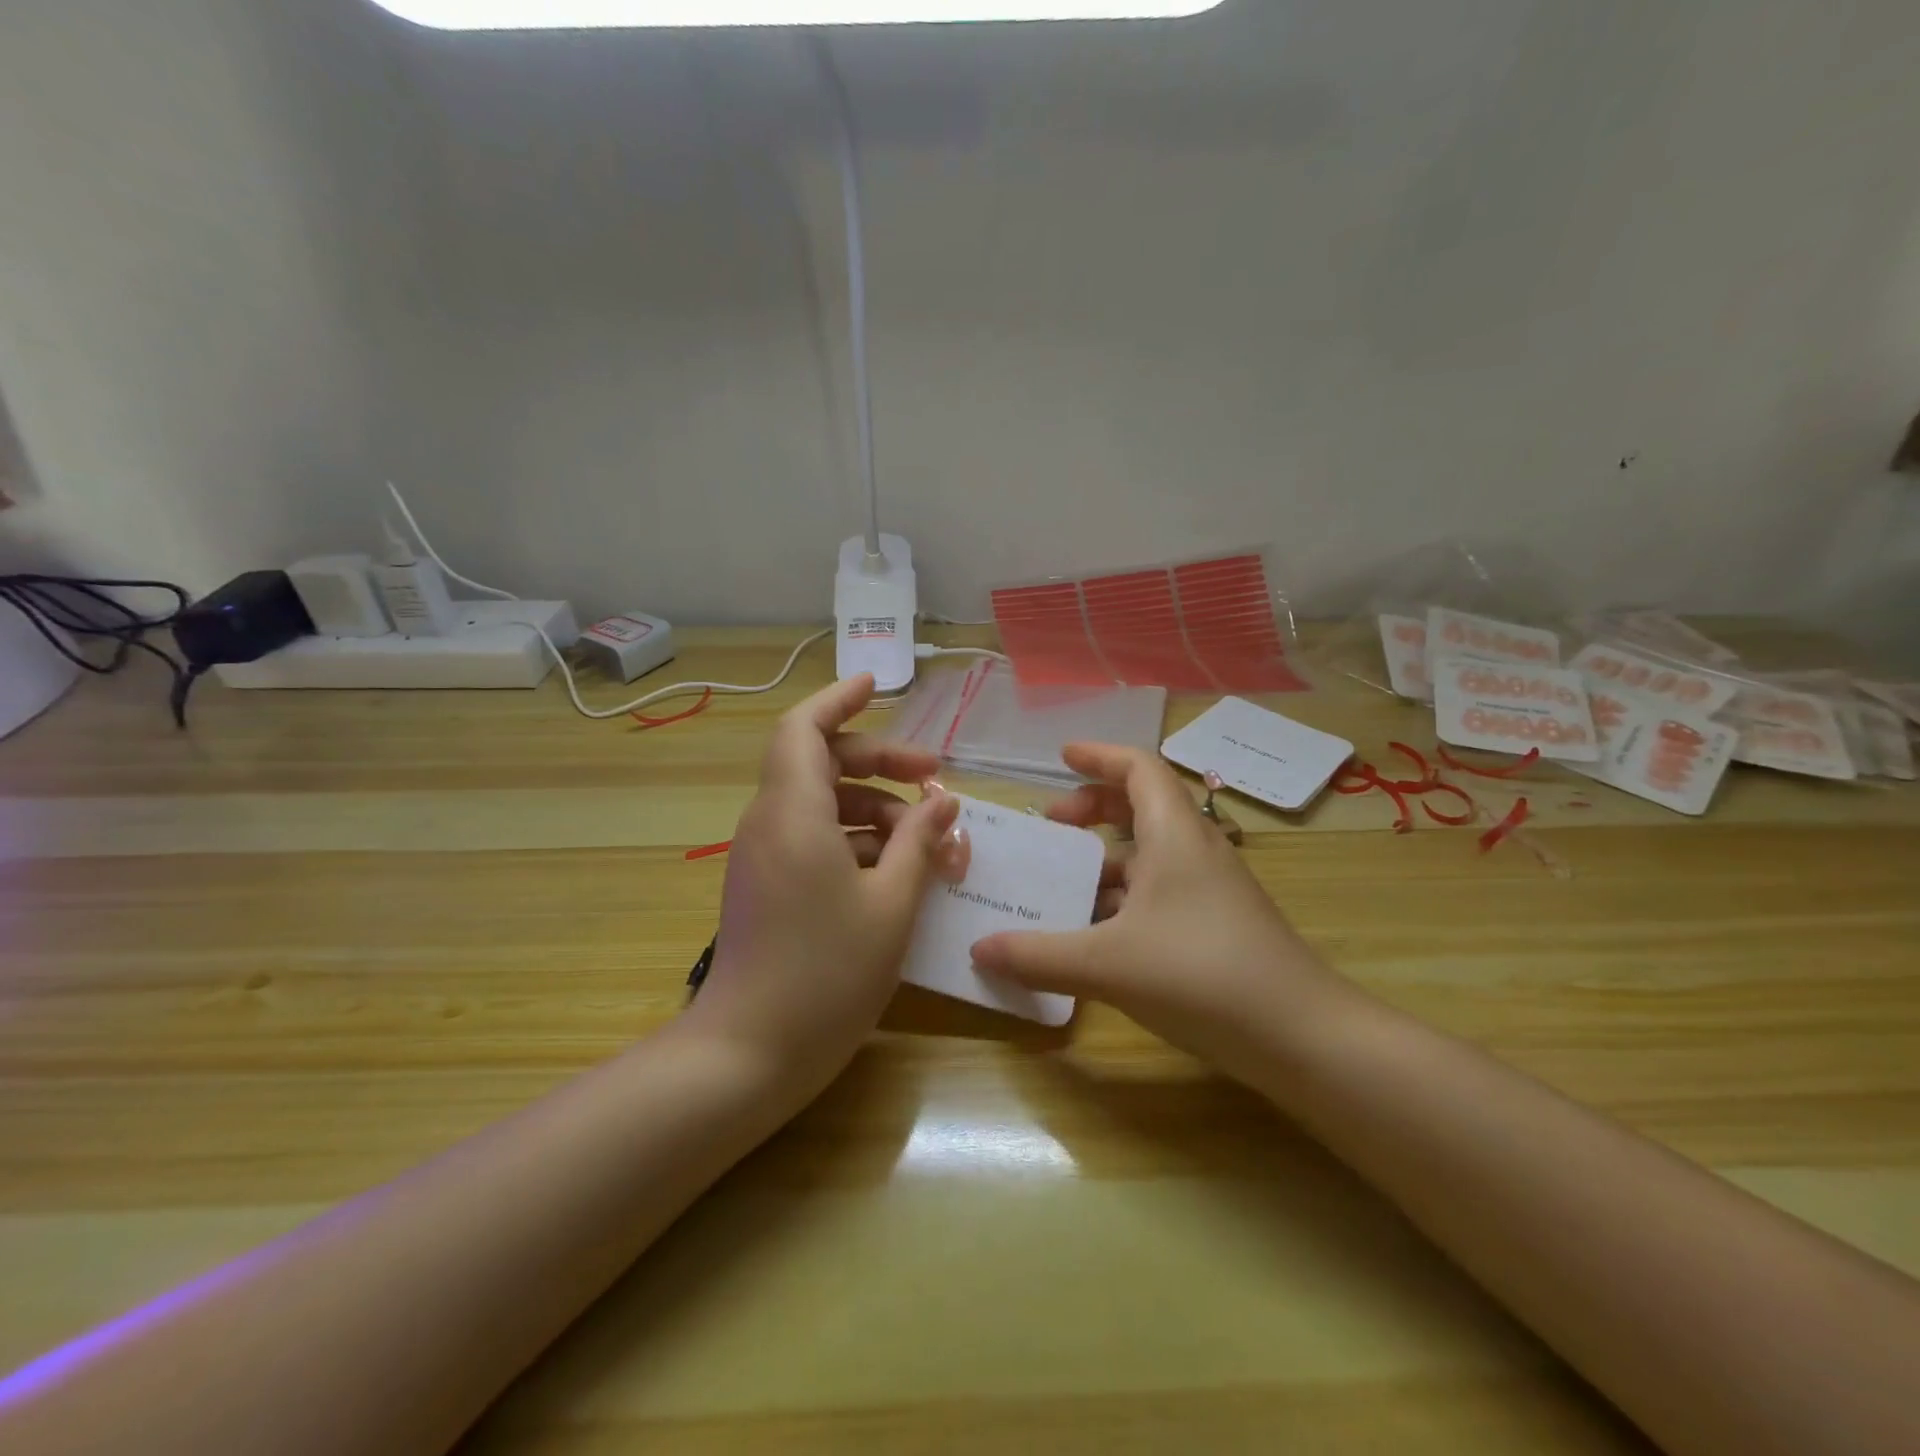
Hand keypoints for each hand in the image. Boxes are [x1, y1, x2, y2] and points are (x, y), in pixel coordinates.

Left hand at [690, 674, 964, 1093]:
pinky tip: (898, 869)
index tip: (875, 685)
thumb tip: (941, 801)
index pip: (803, 728)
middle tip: (934, 778)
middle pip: (821, 763)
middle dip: (880, 762)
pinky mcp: (768, 885)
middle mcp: (770, 823)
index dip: (837, 700)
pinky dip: (856, 840)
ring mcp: (765, 856)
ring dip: (876, 808)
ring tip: (929, 838)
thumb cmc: (826, 973)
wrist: (749, 1053)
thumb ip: (919, 843)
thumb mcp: (891, 904)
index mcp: (793, 813)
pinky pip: (814, 839)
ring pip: (822, 804)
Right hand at [971, 743, 1346, 1082]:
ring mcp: (1211, 889)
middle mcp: (1195, 850)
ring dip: (1106, 858)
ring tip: (1063, 882)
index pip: (1138, 768)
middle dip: (1094, 808)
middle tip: (1051, 824)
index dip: (1099, 756)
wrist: (1302, 1036)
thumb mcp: (1107, 963)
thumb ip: (1038, 956)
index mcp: (1174, 834)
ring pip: (1151, 853)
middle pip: (1143, 805)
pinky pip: (1161, 891)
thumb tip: (978, 950)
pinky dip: (1124, 896)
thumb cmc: (1200, 975)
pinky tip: (1097, 932)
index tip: (1060, 756)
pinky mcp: (1217, 924)